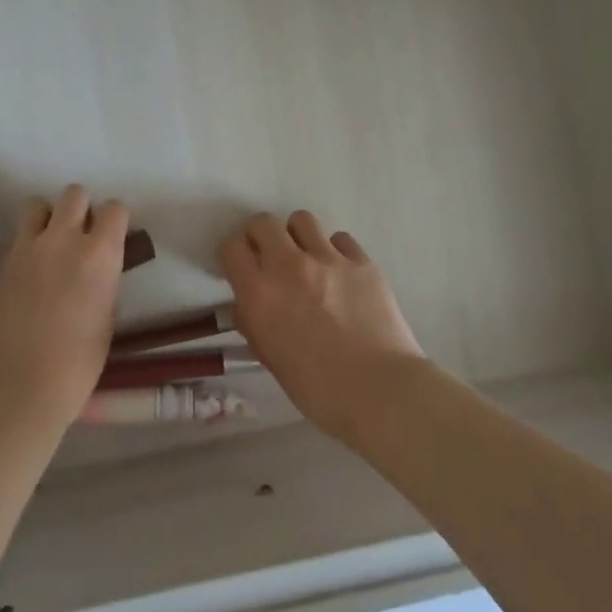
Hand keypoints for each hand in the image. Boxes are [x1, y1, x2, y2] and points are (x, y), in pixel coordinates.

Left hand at [0, 185, 129, 434]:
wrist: (14, 389)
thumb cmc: (75, 367)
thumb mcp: (106, 322)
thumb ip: (104, 284)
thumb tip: (98, 272)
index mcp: (99, 255)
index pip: (114, 208)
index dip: (115, 220)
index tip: (112, 236)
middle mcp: (63, 240)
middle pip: (74, 194)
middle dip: (80, 209)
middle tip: (79, 236)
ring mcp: (25, 248)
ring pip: (36, 205)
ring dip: (46, 218)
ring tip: (47, 244)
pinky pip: (14, 239)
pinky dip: (22, 247)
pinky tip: (24, 275)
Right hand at [220, 211, 423, 444]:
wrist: (380, 391)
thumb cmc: (318, 389)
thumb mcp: (271, 359)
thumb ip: (254, 323)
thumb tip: (248, 303)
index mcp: (260, 294)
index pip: (232, 247)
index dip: (233, 254)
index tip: (240, 266)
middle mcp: (289, 266)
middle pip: (264, 222)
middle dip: (261, 236)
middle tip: (270, 257)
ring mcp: (328, 259)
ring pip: (302, 220)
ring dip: (297, 237)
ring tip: (307, 260)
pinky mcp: (361, 261)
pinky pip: (339, 239)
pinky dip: (334, 251)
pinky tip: (341, 275)